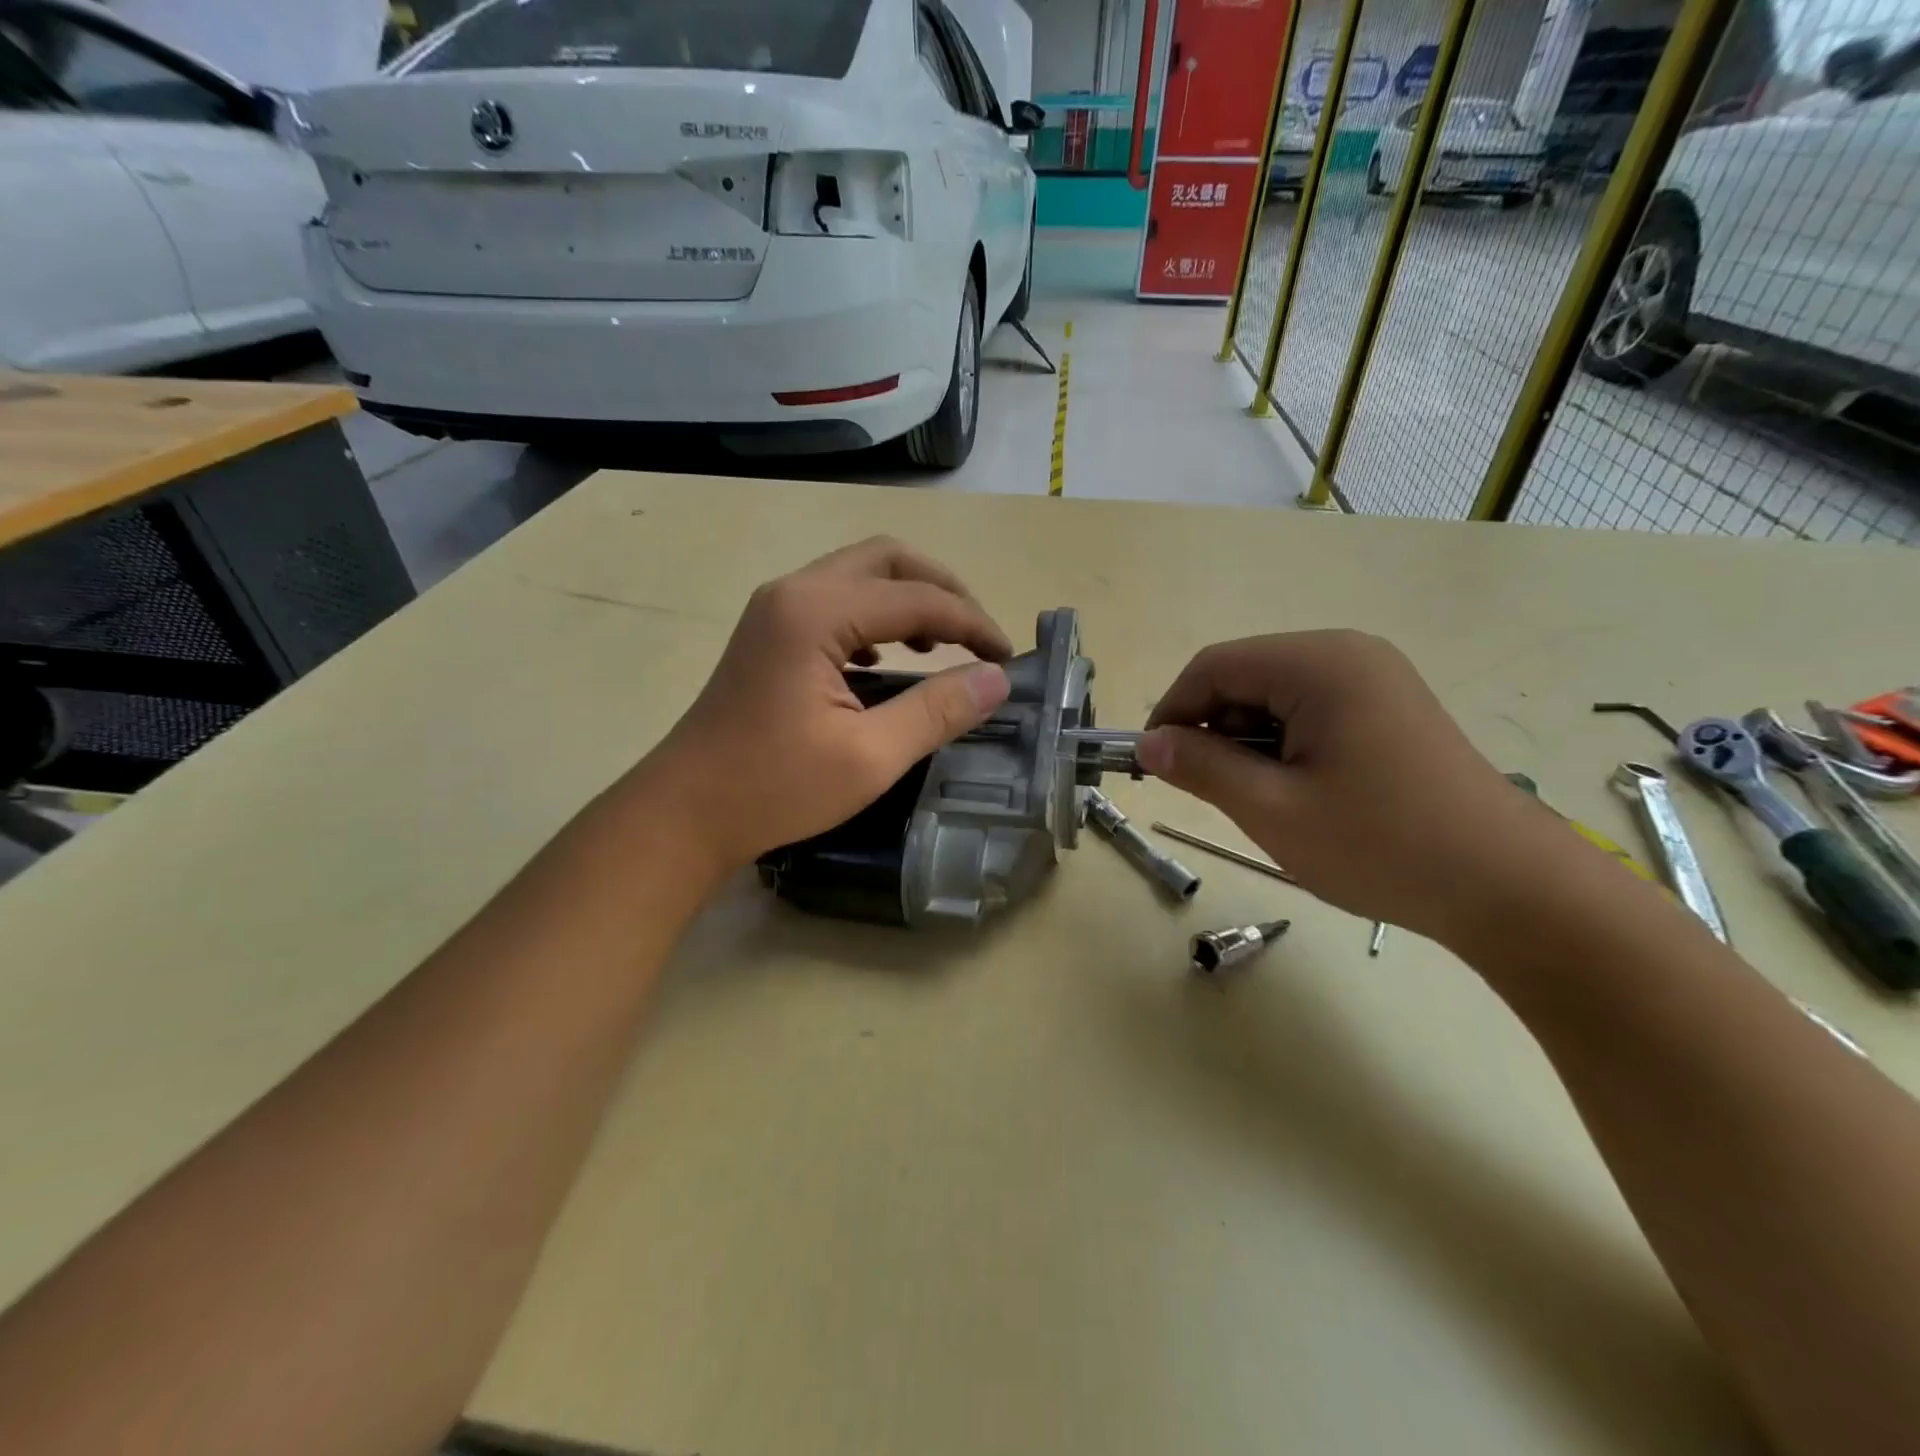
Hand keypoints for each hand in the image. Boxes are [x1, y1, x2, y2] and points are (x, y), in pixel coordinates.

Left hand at [634, 538, 1012, 875]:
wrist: (685, 812)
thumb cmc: (774, 788)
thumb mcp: (870, 756)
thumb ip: (938, 710)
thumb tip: (996, 679)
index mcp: (816, 613)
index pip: (917, 598)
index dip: (972, 623)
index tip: (1006, 659)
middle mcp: (794, 591)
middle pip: (887, 559)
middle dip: (942, 590)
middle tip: (976, 636)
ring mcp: (775, 608)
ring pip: (859, 574)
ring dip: (908, 598)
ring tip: (939, 645)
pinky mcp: (769, 631)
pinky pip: (836, 599)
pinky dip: (875, 616)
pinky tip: (885, 659)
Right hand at [1139, 631, 1579, 945]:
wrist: (1510, 888)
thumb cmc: (1381, 845)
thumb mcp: (1273, 810)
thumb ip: (1201, 768)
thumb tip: (1148, 743)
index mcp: (1319, 662)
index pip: (1214, 667)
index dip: (1172, 712)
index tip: (1153, 764)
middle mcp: (1347, 653)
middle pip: (1245, 677)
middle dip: (1214, 731)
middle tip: (1214, 793)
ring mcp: (1374, 678)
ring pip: (1274, 697)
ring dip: (1249, 743)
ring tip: (1263, 800)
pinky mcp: (1388, 707)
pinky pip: (1309, 712)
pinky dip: (1284, 747)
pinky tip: (1300, 792)